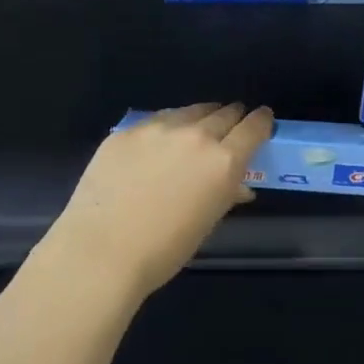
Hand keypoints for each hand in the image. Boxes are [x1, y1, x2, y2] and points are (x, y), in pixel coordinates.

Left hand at [41, 103, 274, 299]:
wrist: (101, 252)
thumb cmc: (164, 249)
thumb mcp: (207, 223)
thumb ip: (226, 195)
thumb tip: (238, 186)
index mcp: (223, 161)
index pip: (254, 127)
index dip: (262, 121)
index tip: (262, 121)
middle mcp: (196, 136)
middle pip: (225, 113)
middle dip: (233, 118)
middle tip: (231, 126)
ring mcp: (158, 128)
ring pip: (190, 111)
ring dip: (201, 118)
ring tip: (196, 130)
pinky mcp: (127, 131)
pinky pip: (157, 120)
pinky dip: (167, 127)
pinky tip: (158, 144)